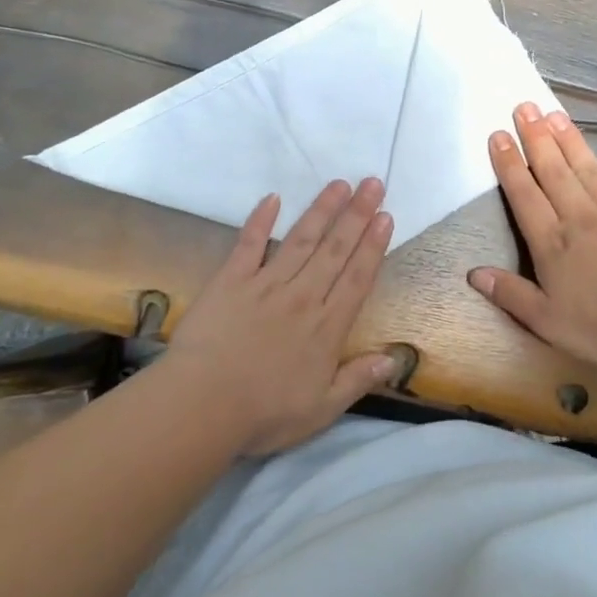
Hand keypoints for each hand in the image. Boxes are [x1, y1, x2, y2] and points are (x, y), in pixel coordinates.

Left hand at [169, 178, 397, 455]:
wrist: (203, 405)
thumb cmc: (264, 413)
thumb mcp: (322, 410)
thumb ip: (358, 380)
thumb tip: (393, 358)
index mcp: (326, 327)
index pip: (356, 278)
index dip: (373, 246)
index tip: (386, 216)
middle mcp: (302, 297)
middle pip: (335, 250)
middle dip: (356, 215)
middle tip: (372, 183)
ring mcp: (265, 284)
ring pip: (301, 240)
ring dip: (321, 210)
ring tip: (339, 184)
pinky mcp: (231, 280)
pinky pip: (249, 244)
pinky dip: (260, 220)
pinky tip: (272, 198)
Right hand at [468, 103, 596, 369]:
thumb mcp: (547, 321)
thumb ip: (510, 294)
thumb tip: (473, 274)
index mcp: (552, 242)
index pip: (524, 196)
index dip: (509, 164)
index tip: (499, 134)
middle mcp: (581, 217)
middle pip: (553, 172)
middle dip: (536, 138)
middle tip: (524, 106)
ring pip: (589, 169)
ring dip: (571, 141)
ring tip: (555, 113)